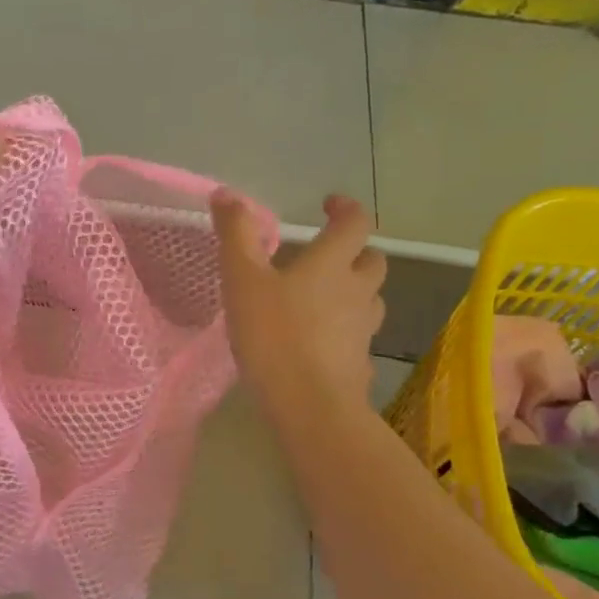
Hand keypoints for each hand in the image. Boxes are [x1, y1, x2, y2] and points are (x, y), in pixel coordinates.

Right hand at [212, 190, 386, 421]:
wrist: (310, 405)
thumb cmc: (274, 336)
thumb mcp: (243, 281)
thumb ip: (235, 236)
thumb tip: (226, 194)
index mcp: (332, 264)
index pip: (355, 223)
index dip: (345, 208)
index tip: (328, 205)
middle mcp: (357, 291)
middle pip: (372, 261)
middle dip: (355, 252)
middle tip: (327, 257)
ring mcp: (364, 329)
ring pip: (369, 300)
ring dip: (353, 292)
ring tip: (323, 300)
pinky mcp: (360, 362)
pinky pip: (358, 337)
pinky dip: (345, 331)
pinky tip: (321, 344)